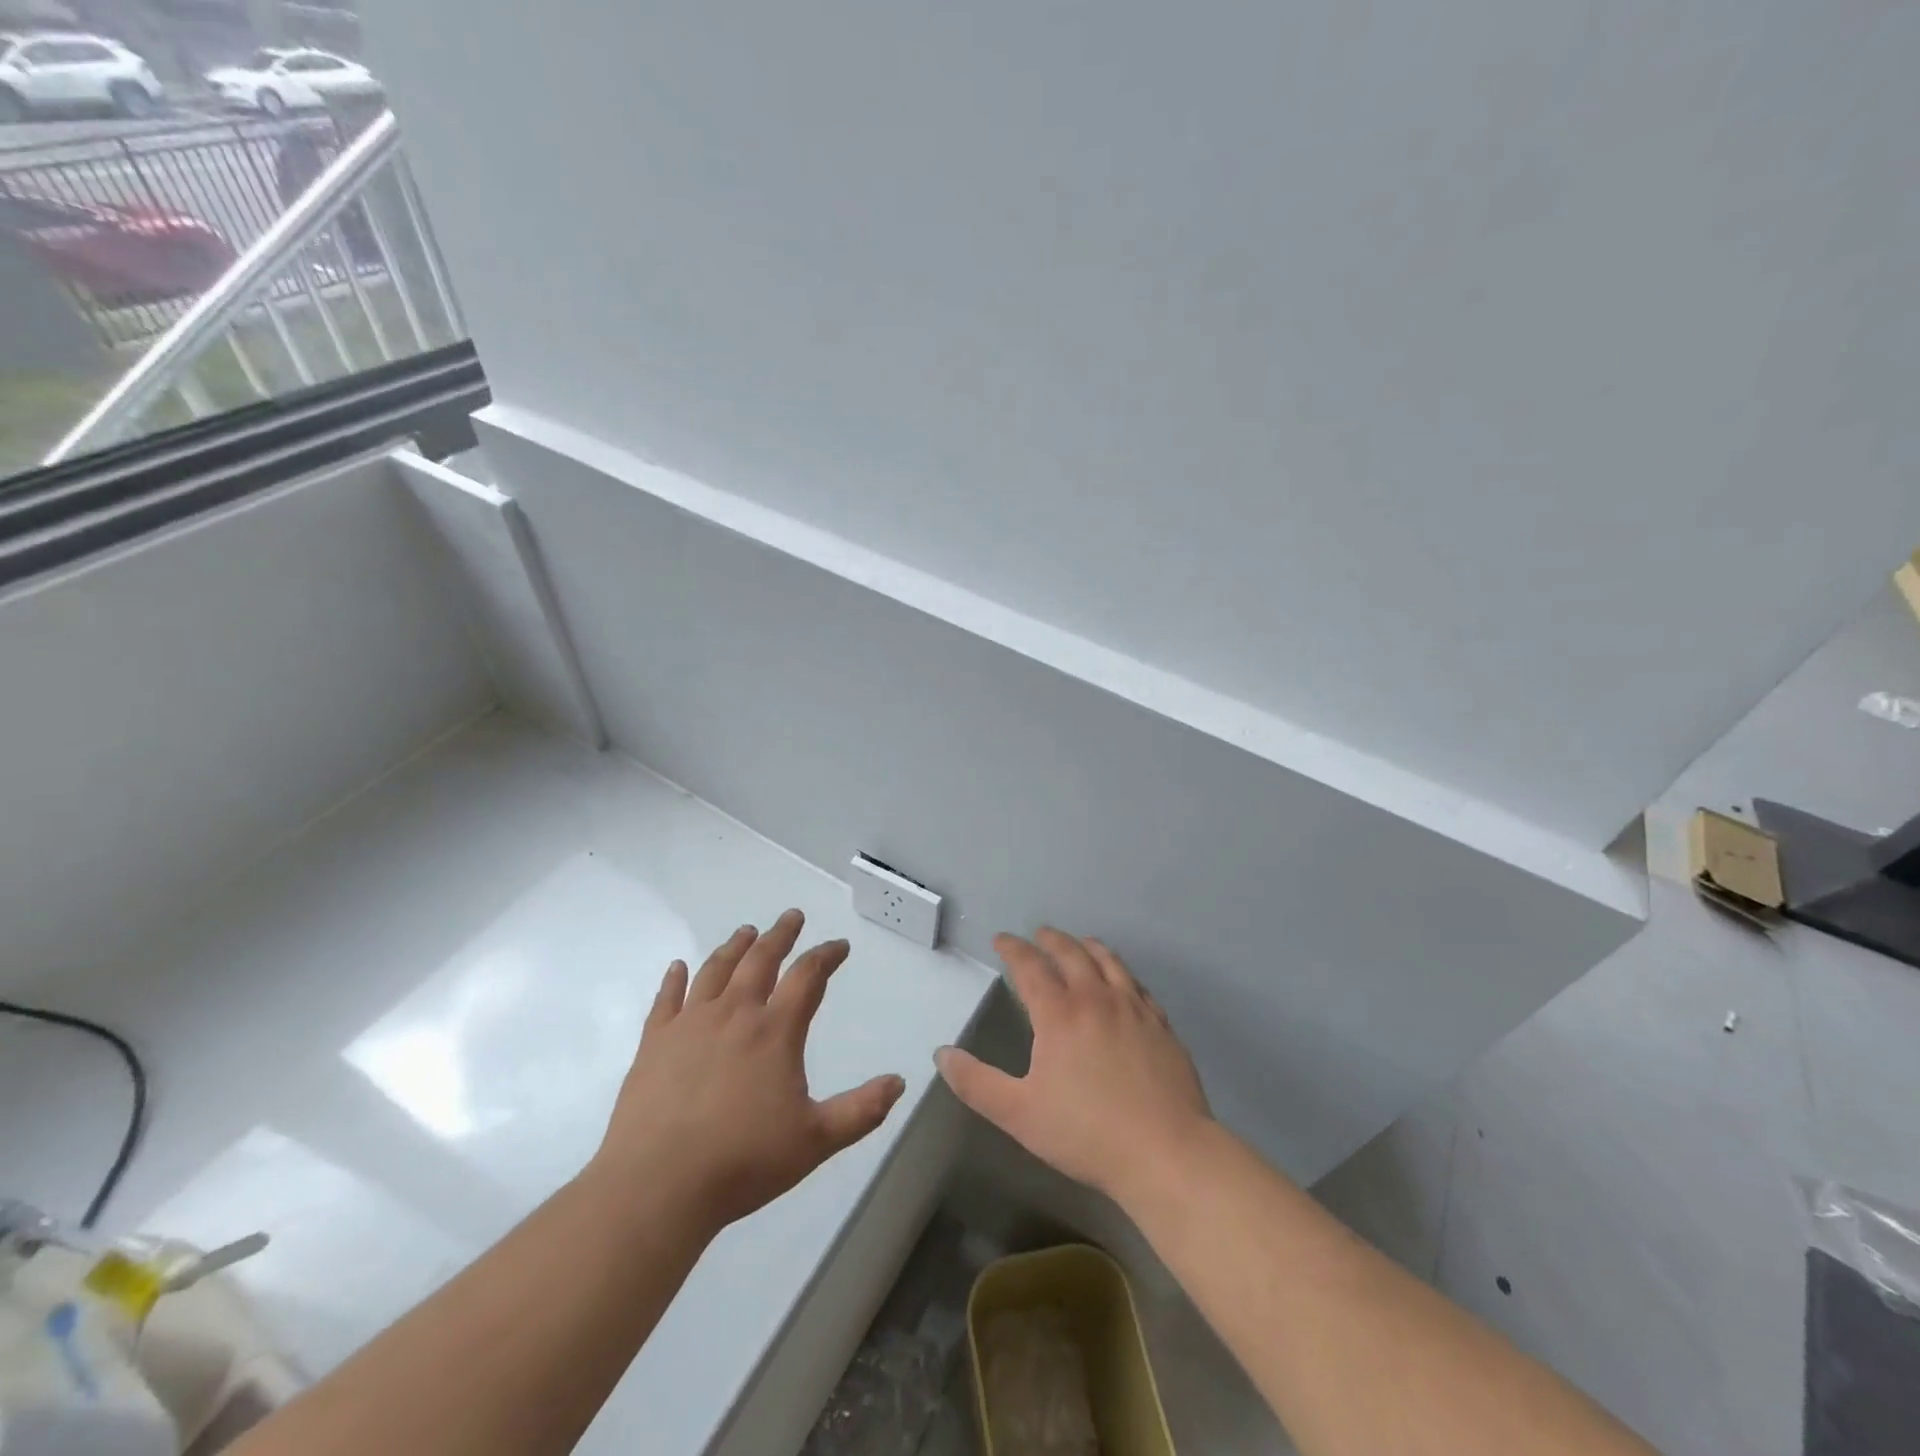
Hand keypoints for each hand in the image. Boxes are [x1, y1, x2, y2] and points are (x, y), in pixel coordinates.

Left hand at [591, 909, 906, 1231]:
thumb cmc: (743, 1161)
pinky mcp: (655, 1042)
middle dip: (780, 935)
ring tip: (746, 932)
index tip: (840, 946)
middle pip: (760, 959)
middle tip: (792, 916)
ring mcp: (690, 1024)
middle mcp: (734, 1013)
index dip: (827, 955)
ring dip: (735, 947)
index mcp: (775, 1030)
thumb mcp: (816, 1141)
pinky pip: (667, 999)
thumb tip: (899, 1081)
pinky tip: (678, 967)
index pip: (808, 976)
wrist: (657, 1185)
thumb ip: (861, 1109)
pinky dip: (675, 979)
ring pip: (716, 970)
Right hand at [935, 929, 1210, 1210]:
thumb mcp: (1018, 1113)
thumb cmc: (1086, 1133)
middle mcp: (1096, 998)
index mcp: (1059, 1014)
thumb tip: (942, 1054)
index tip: (1002, 939)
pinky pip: (1137, 985)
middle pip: (1071, 954)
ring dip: (1088, 946)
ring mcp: (1133, 1008)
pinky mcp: (1161, 1025)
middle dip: (1050, 940)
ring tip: (1080, 942)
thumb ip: (976, 1083)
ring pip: (1108, 962)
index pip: (1030, 966)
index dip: (1013, 948)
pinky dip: (1122, 971)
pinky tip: (1122, 980)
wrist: (1165, 1152)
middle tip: (1038, 934)